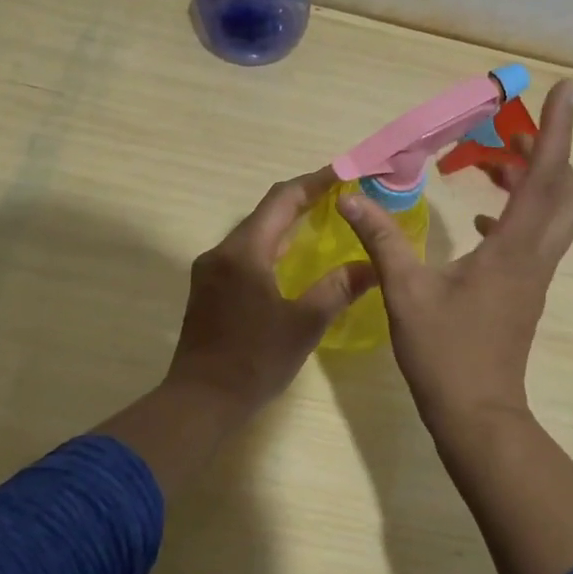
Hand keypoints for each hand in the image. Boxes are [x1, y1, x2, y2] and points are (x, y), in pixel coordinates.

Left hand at [163, 168, 376, 417]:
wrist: (200, 401)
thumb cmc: (254, 361)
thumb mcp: (304, 324)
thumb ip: (338, 288)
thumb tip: (372, 265)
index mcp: (245, 252)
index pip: (282, 199)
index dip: (314, 182)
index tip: (344, 172)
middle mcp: (222, 251)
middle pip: (266, 211)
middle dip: (302, 199)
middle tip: (339, 196)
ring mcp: (210, 270)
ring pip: (253, 232)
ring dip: (285, 223)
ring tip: (321, 221)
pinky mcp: (207, 288)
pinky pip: (244, 252)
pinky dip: (271, 245)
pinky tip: (291, 259)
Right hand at [339, 79, 572, 435]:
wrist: (477, 415)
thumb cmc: (445, 353)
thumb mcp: (405, 292)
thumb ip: (382, 239)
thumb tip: (353, 197)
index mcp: (512, 248)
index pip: (545, 176)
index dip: (557, 129)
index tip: (566, 88)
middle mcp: (534, 256)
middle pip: (566, 191)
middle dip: (551, 152)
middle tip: (514, 131)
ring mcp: (533, 275)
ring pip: (555, 214)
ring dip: (535, 181)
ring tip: (494, 162)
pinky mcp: (524, 290)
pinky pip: (535, 237)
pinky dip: (518, 214)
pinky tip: (481, 219)